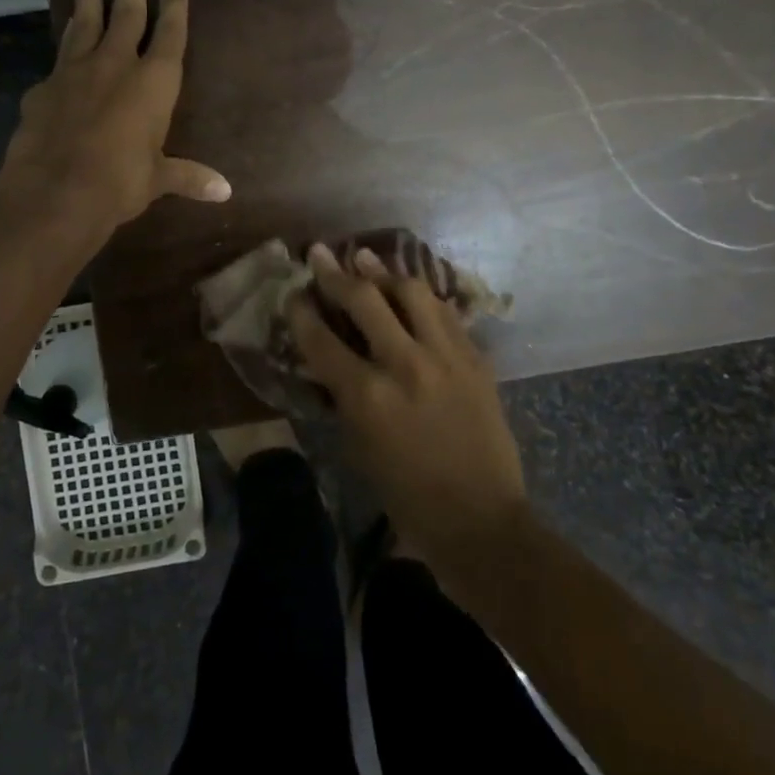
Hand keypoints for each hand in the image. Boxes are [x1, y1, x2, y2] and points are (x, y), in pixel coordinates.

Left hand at [0, 0, 230, 232]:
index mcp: (154, 83)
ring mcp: (76, 70)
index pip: (170, 30)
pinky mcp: (45, 86)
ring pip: (86, 18)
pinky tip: (67, 32)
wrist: (54, 192)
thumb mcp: (157, 179)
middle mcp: (117, 65)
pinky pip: (61, 54)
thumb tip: (224, 192)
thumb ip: (188, 177)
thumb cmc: (119, 183)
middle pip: (126, 8)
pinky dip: (68, 39)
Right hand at [288, 243, 528, 577]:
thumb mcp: (359, 447)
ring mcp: (446, 356)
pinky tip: (410, 292)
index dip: (301, 310)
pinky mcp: (475, 358)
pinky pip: (445, 312)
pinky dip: (422, 298)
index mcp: (367, 396)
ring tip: (366, 259)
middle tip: (321, 254)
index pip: (321, 338)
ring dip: (384, 272)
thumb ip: (343, 395)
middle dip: (336, 273)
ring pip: (412, 291)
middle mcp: (405, 364)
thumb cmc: (408, 495)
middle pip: (365, 298)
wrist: (481, 520)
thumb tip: (330, 356)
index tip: (293, 292)